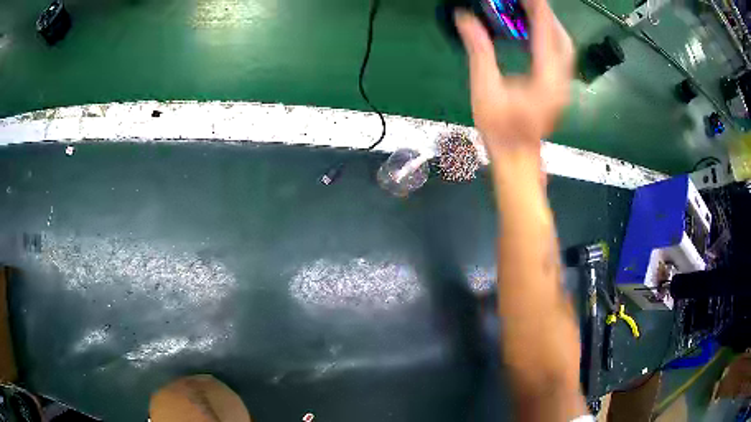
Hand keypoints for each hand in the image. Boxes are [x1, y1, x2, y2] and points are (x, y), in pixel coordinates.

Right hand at [454, 1, 573, 158]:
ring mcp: (562, 88)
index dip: (538, 10)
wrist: (516, 157)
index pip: (546, 35)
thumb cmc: (500, 129)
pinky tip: (535, 35)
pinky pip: (560, 59)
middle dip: (548, 17)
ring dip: (551, 28)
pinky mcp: (558, 91)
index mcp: (545, 80)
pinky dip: (550, 41)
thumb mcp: (484, 89)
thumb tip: (466, 19)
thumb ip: (479, 50)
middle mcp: (560, 82)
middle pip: (563, 40)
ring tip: (532, 13)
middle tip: (529, 3)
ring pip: (565, 50)